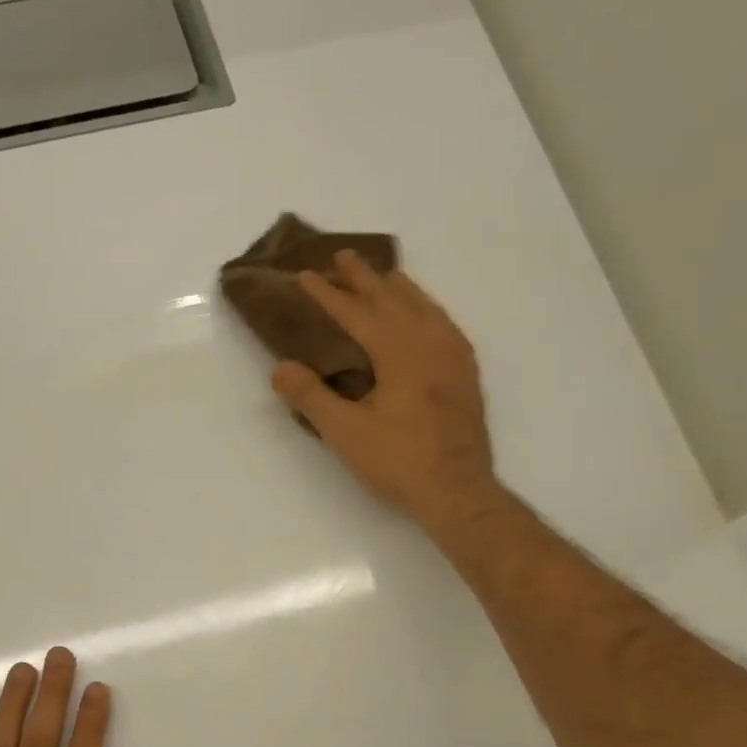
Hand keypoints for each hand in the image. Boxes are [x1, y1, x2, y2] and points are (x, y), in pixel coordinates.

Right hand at [271, 252, 496, 528]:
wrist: (458, 490)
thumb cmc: (398, 461)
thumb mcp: (344, 432)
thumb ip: (311, 396)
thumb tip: (280, 368)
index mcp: (399, 351)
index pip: (356, 312)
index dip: (329, 294)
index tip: (306, 275)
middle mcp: (429, 342)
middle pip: (394, 298)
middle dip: (365, 278)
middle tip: (344, 256)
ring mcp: (454, 355)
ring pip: (424, 306)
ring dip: (399, 288)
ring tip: (383, 275)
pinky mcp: (466, 372)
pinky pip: (444, 324)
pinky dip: (426, 309)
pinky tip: (425, 315)